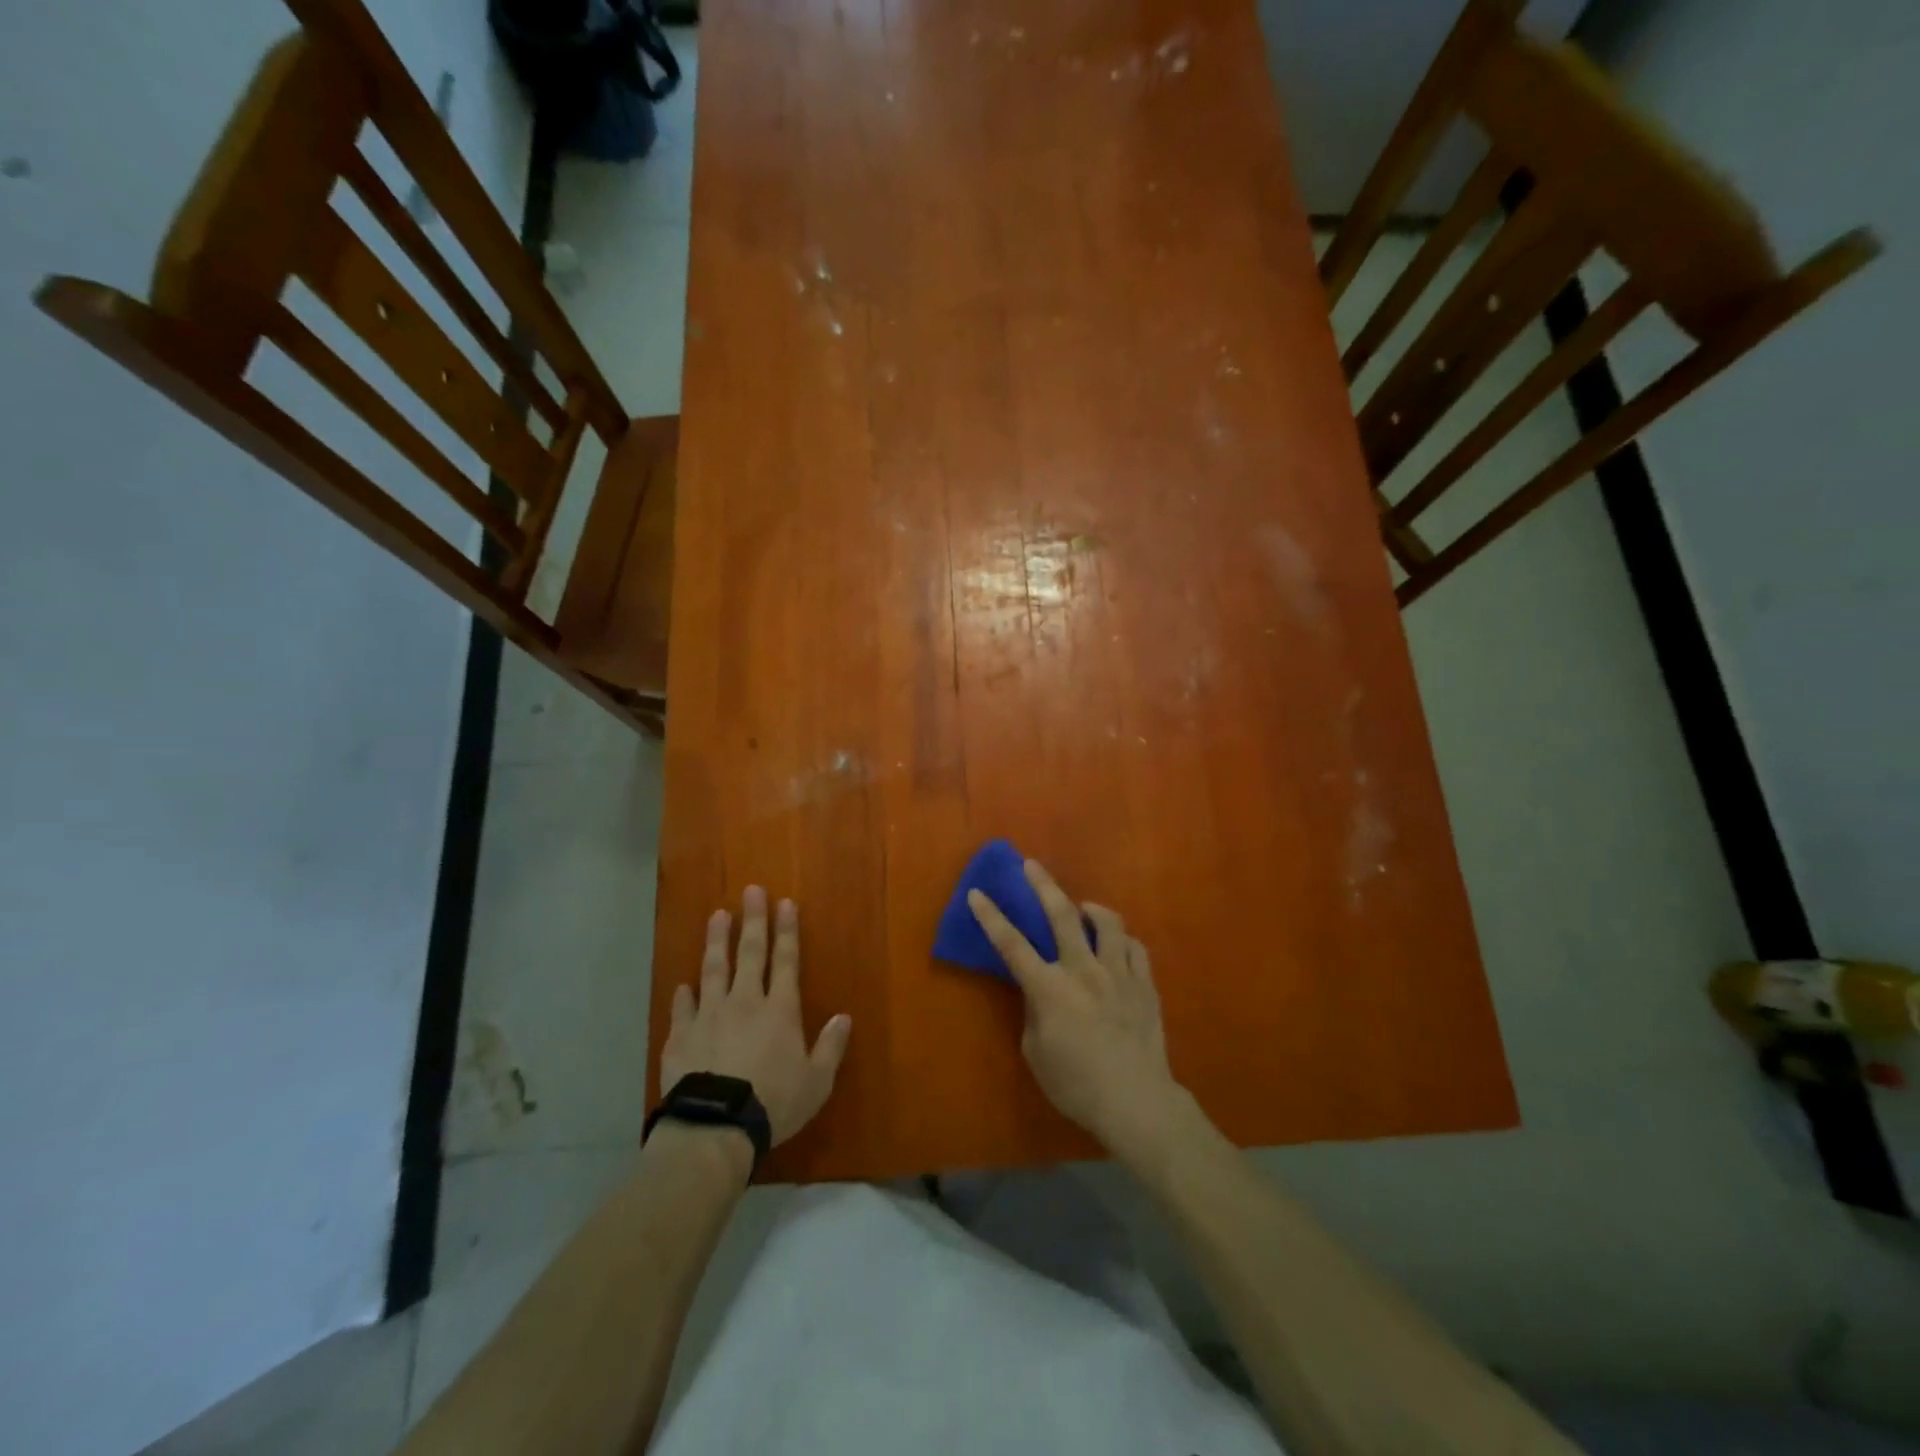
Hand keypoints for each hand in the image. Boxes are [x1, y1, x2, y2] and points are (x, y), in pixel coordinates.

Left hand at [661, 887, 851, 1146]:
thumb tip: (843, 1018)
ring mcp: (709, 1016)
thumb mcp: (816, 1081)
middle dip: (753, 920)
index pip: (786, 961)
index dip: (786, 931)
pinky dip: (684, 994)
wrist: (715, 1127)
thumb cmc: (773, 1103)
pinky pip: (682, 1008)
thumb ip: (830, 1047)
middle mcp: (745, 1002)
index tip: (784, 903)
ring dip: (717, 941)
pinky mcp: (680, 1036)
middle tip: (751, 891)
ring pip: (714, 969)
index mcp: (779, 1010)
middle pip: (750, 953)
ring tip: (717, 916)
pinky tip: (683, 984)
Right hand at [967, 860, 1186, 1159]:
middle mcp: (1084, 971)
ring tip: (1082, 909)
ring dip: (1091, 908)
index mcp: (1050, 989)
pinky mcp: (1145, 984)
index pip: (1012, 945)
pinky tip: (1116, 946)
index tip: (977, 892)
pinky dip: (1121, 940)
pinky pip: (1135, 947)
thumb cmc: (1076, 1085)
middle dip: (1042, 885)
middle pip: (1061, 915)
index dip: (991, 917)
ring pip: (1107, 922)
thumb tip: (1040, 992)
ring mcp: (1119, 974)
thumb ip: (1034, 1013)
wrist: (1136, 1103)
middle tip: (1031, 864)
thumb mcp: (1036, 1053)